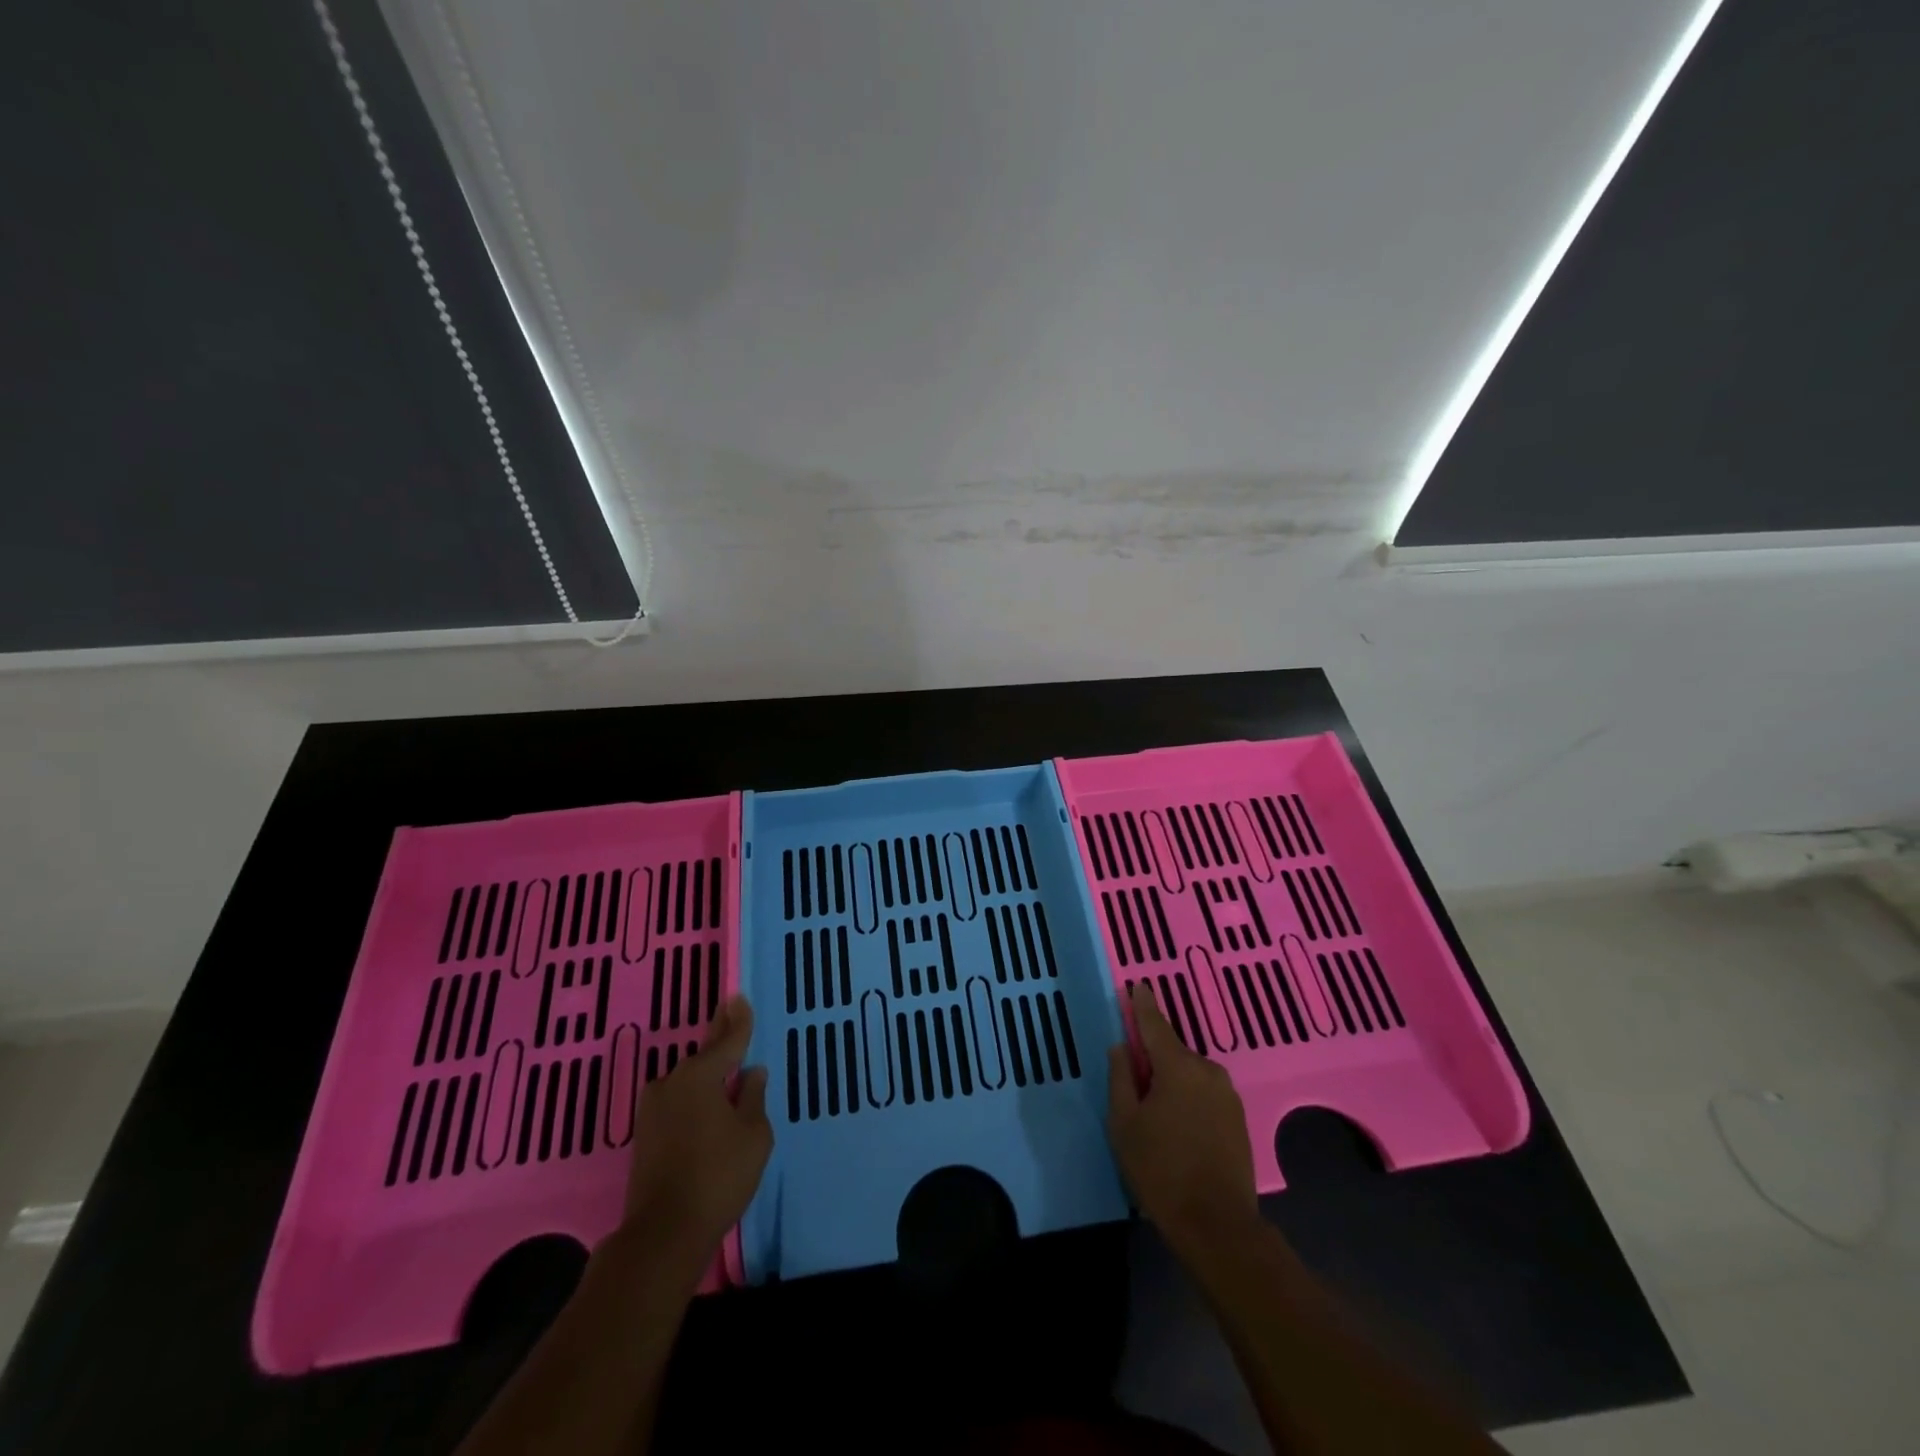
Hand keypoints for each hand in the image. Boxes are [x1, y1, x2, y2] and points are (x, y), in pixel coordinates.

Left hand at [623, 995, 772, 1253]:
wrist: (663, 1234)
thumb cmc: (719, 1176)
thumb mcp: (754, 1134)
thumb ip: (754, 1097)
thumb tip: (750, 1073)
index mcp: (700, 1075)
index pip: (727, 1040)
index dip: (738, 1020)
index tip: (739, 996)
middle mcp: (671, 1083)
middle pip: (704, 1057)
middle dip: (720, 1038)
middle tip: (730, 1013)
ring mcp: (653, 1110)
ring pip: (688, 1082)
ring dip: (707, 1074)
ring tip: (727, 1068)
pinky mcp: (645, 1135)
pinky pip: (678, 1102)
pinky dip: (695, 1098)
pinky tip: (708, 1103)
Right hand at [1107, 982, 1258, 1253]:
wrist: (1218, 1226)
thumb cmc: (1161, 1170)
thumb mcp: (1124, 1124)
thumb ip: (1120, 1078)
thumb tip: (1122, 1048)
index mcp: (1178, 1066)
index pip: (1154, 1024)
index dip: (1142, 1005)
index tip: (1137, 985)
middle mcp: (1207, 1070)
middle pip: (1172, 1052)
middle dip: (1152, 1058)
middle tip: (1132, 1082)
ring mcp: (1228, 1095)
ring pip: (1189, 1075)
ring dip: (1171, 1081)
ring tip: (1153, 1113)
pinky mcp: (1238, 1119)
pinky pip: (1204, 1094)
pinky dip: (1188, 1098)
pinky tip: (1177, 1126)